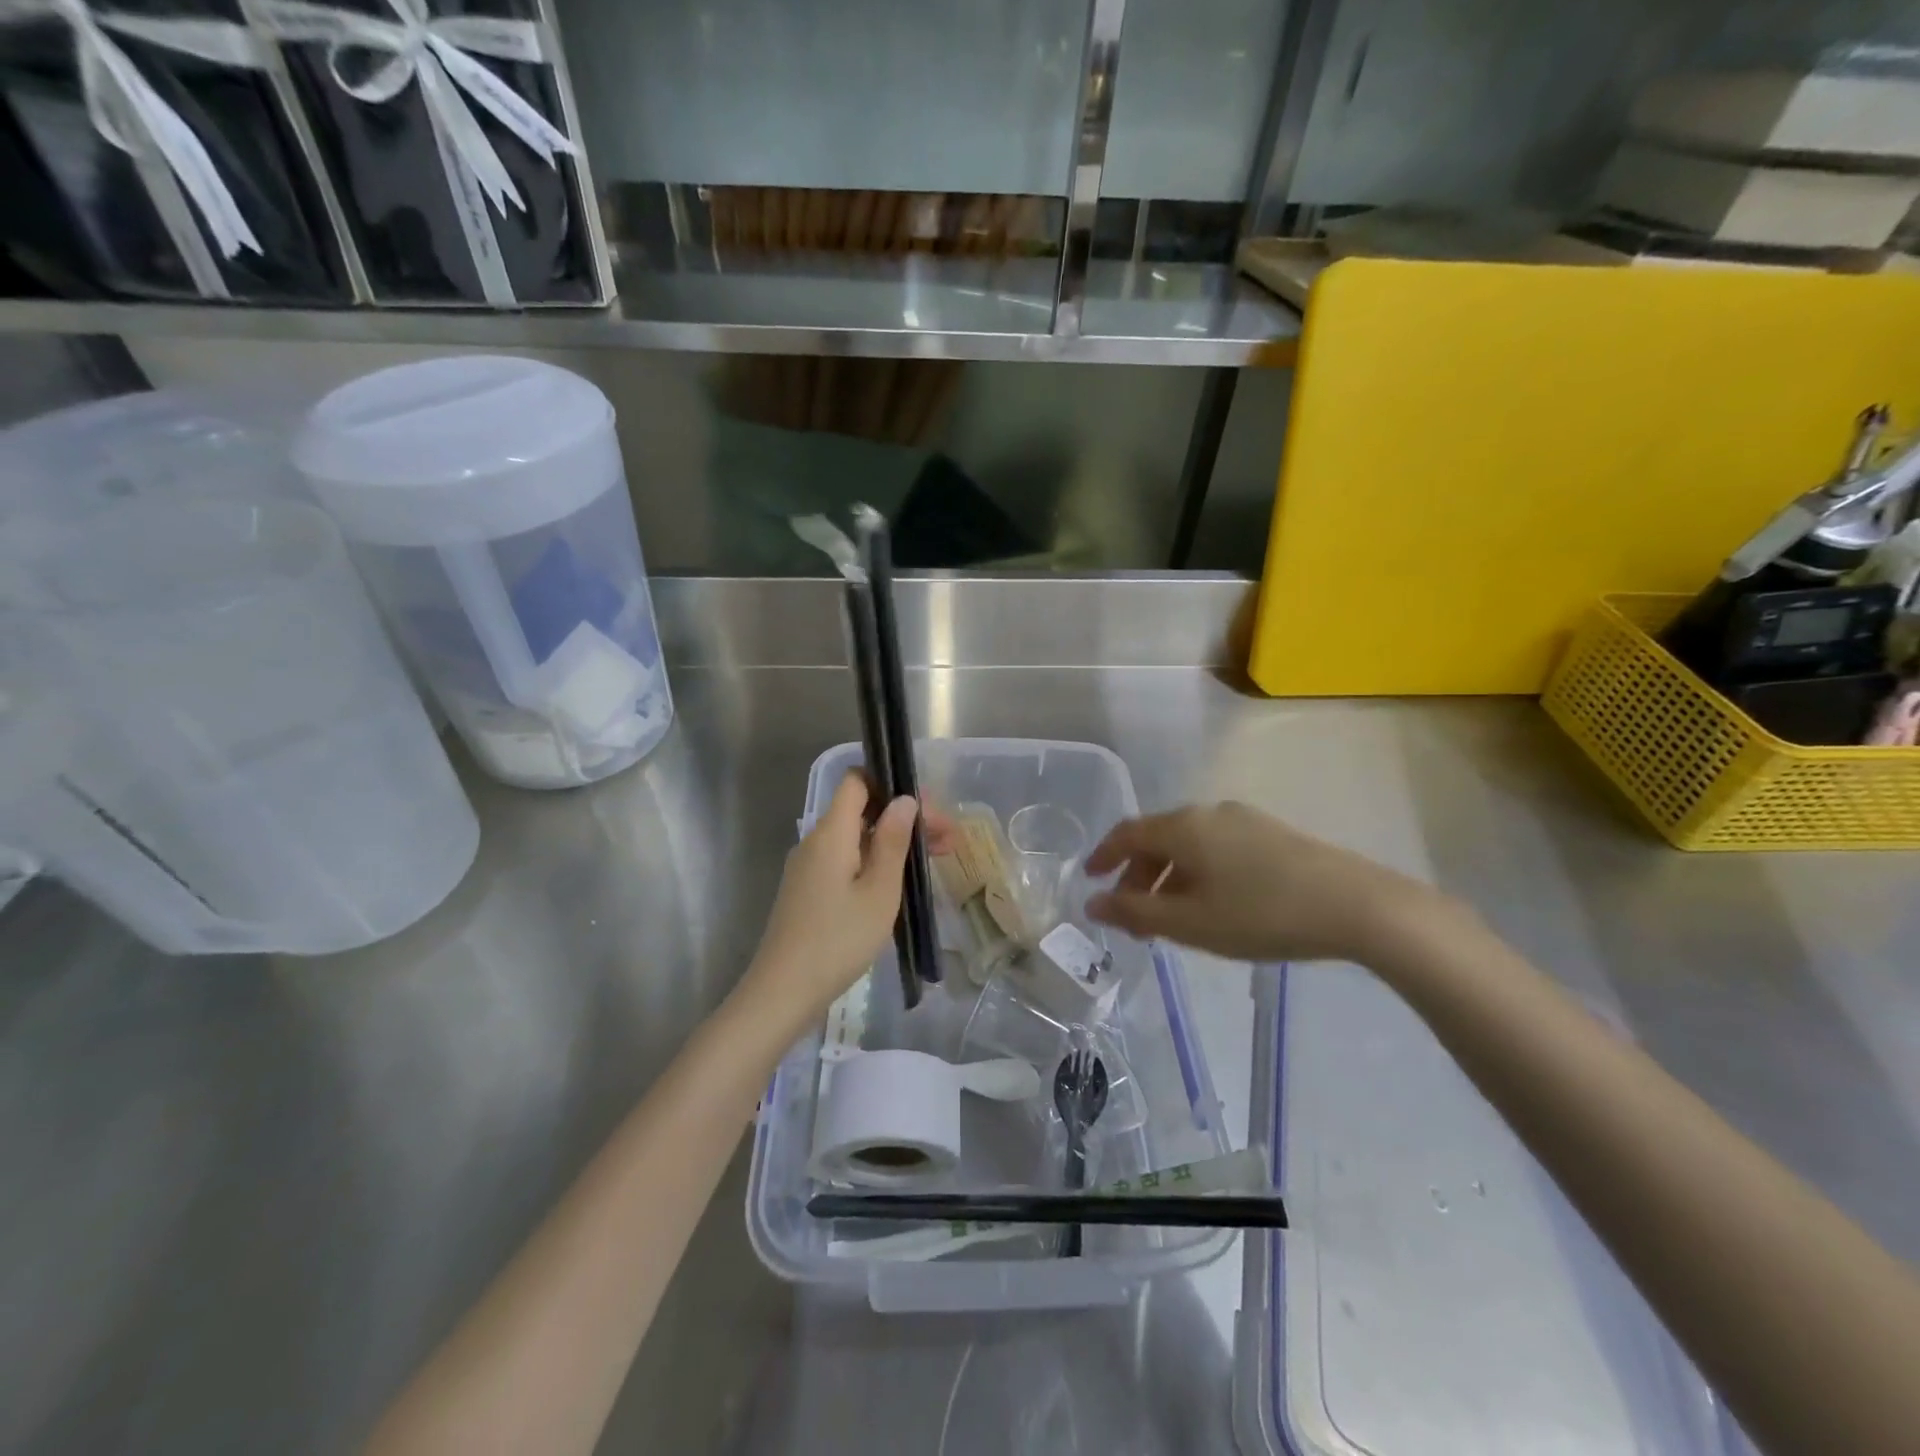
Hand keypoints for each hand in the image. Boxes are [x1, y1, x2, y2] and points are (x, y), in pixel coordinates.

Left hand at [738, 773, 925, 1027]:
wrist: (783, 991)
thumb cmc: (838, 940)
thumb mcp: (879, 891)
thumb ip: (892, 841)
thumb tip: (904, 800)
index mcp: (831, 832)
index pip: (856, 781)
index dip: (890, 783)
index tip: (925, 807)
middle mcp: (815, 841)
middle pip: (861, 810)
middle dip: (903, 817)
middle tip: (946, 839)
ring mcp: (808, 866)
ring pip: (856, 837)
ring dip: (893, 841)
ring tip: (933, 860)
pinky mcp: (808, 889)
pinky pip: (845, 859)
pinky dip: (875, 861)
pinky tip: (900, 882)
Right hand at [1084, 801, 1452, 963]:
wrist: (1356, 905)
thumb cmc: (1260, 914)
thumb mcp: (1189, 922)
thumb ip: (1135, 912)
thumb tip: (1093, 903)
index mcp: (1182, 827)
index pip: (1127, 832)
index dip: (1103, 855)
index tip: (1090, 880)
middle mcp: (1208, 813)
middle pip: (1158, 839)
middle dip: (1138, 876)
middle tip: (1133, 917)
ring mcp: (1244, 821)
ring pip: (1189, 845)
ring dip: (1169, 878)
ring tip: (1172, 918)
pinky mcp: (1272, 835)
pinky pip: (1216, 848)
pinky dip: (1198, 873)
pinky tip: (1213, 905)